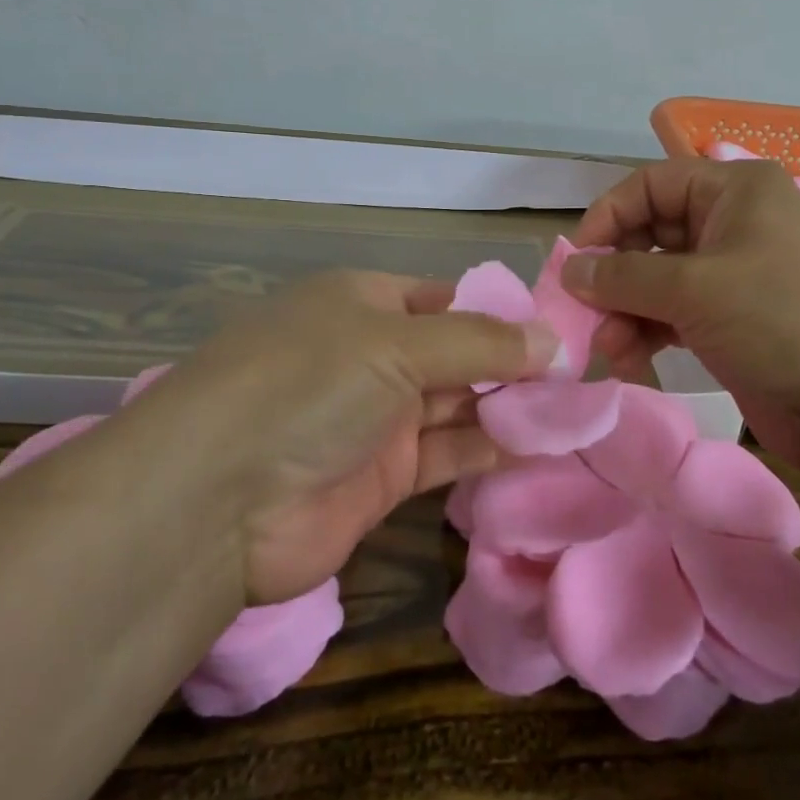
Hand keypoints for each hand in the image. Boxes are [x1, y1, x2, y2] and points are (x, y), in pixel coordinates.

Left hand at [130, 271, 556, 604]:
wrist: (216, 501)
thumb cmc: (309, 385)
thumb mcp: (397, 344)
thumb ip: (481, 342)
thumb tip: (555, 340)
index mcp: (364, 302)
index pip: (445, 298)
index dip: (500, 312)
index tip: (559, 330)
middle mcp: (371, 354)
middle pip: (457, 352)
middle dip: (513, 363)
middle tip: (582, 376)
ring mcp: (376, 417)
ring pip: (458, 404)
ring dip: (509, 408)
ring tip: (575, 411)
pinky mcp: (382, 477)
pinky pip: (449, 453)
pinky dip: (490, 449)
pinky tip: (540, 447)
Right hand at [565, 158, 799, 465]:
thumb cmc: (780, 319)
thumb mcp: (694, 288)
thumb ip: (622, 275)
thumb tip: (569, 269)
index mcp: (735, 190)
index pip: (650, 184)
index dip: (608, 216)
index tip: (575, 261)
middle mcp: (734, 223)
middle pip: (651, 233)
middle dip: (615, 274)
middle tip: (585, 312)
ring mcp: (736, 273)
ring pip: (659, 278)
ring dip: (626, 309)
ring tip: (608, 347)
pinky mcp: (734, 319)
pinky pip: (675, 312)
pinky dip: (648, 330)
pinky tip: (630, 358)